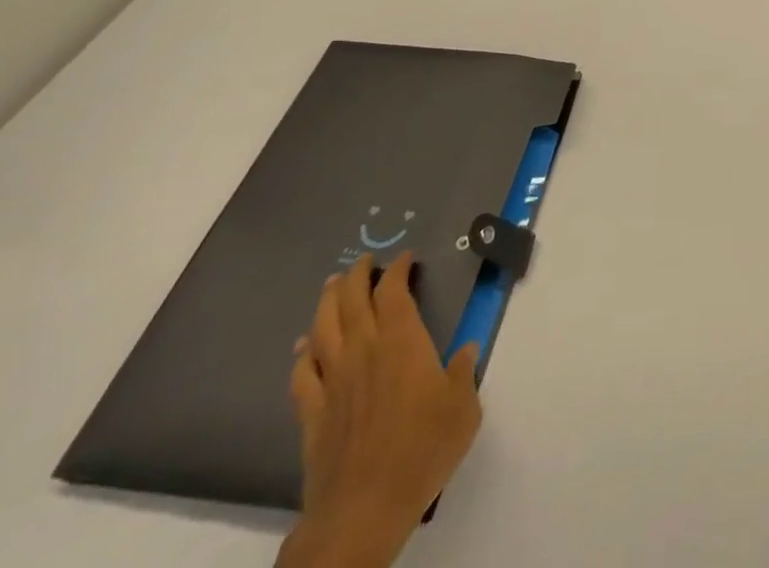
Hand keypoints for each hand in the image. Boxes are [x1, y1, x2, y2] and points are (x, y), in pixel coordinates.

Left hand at [277, 252, 483, 567]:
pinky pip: (302, 374)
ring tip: (333, 286)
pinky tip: (304, 347)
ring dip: (327, 302)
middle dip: (357, 276)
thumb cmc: (423, 450)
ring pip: (323, 329)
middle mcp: (364, 352)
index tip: (405, 258)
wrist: (362, 509)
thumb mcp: (463, 408)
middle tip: (364, 261)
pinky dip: (302, 354)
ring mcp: (334, 382)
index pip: (394, 292)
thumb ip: (464, 373)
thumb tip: (465, 350)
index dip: (397, 270)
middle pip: (352, 302)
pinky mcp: (312, 414)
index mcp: (403, 343)